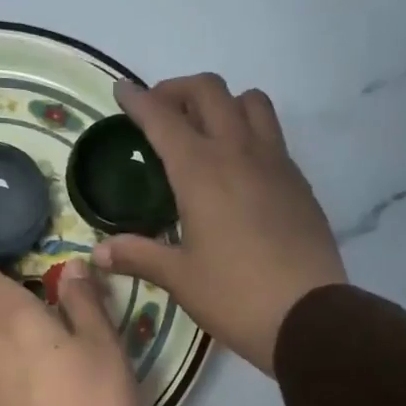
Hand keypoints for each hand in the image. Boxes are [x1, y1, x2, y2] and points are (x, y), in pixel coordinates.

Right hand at [94, 74, 345, 374]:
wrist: (308, 316)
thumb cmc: (234, 296)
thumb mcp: (179, 278)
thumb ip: (138, 256)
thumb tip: (98, 253)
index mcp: (201, 171)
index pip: (164, 118)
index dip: (139, 100)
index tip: (122, 90)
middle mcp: (239, 152)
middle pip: (210, 91)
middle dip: (178, 90)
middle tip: (160, 112)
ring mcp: (275, 162)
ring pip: (250, 102)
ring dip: (223, 102)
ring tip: (205, 130)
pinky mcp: (298, 181)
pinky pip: (272, 135)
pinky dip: (249, 131)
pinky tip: (238, 168)